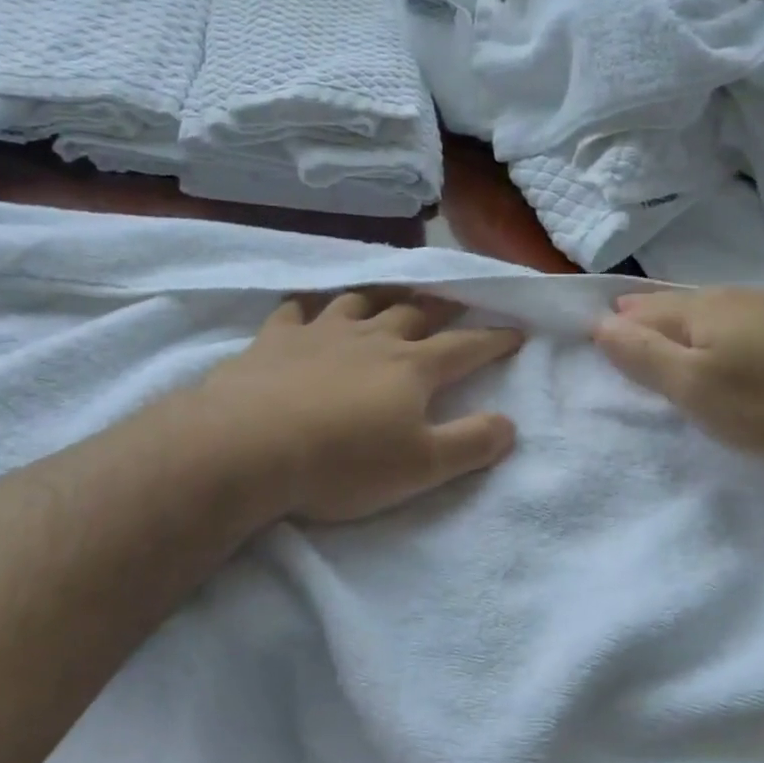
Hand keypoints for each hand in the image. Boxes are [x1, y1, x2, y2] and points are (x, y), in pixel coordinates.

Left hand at [196, 291, 523, 521]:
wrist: (248, 448)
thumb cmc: (344, 462)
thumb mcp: (423, 467)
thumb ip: (472, 443)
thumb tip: (510, 424)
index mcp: (412, 367)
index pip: (466, 348)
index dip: (494, 340)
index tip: (515, 331)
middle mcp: (372, 338)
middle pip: (415, 313)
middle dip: (442, 306)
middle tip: (456, 300)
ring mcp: (320, 333)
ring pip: (359, 302)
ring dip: (381, 297)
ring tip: (390, 295)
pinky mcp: (274, 341)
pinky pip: (295, 310)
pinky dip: (308, 306)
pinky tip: (307, 309)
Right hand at [593, 288, 763, 459]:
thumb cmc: (757, 402)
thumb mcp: (689, 384)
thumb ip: (643, 354)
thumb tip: (600, 324)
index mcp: (702, 307)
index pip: (647, 309)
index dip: (620, 321)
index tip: (597, 330)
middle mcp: (734, 297)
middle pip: (677, 303)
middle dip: (648, 313)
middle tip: (623, 321)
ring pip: (709, 309)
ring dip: (681, 320)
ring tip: (664, 330)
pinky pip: (735, 320)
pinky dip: (712, 329)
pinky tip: (719, 340)